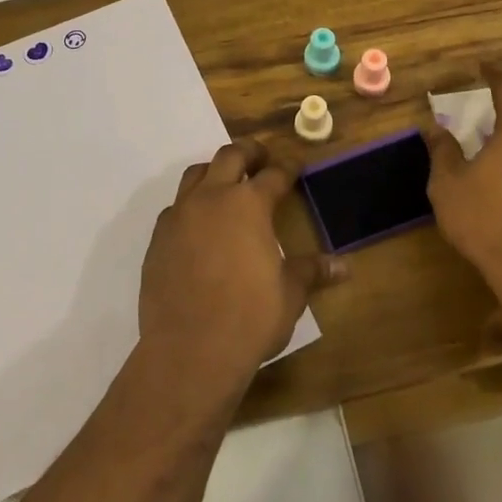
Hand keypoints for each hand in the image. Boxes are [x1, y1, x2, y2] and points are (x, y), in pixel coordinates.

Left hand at [139, 139, 348, 390]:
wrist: (189, 350)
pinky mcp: (158, 238)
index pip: (274, 174)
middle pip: (230, 156)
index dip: (288, 168)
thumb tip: (343, 266)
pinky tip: (198, 225)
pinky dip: (190, 205)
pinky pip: (175, 208)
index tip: (295, 166)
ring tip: (226, 184)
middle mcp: (212, 198)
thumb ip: (311, 271)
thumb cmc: (250, 318)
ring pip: (195, 173)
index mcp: (249, 205)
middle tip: (261, 158)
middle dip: (249, 152)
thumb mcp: (289, 294)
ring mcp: (180, 215)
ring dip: (214, 171)